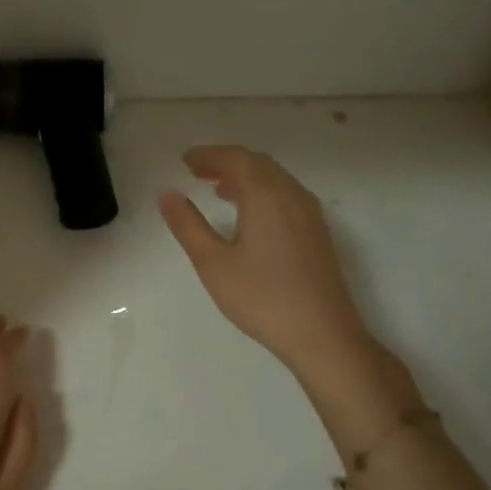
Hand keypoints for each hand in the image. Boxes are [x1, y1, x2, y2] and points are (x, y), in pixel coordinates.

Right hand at [158, 145, 374, 374]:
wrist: (322, 333)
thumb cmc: (261, 297)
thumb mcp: (213, 262)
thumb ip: (188, 225)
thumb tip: (168, 194)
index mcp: (265, 195)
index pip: (235, 159)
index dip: (208, 155)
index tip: (185, 160)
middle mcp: (291, 194)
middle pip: (257, 163)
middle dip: (226, 162)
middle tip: (197, 172)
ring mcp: (309, 213)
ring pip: (275, 178)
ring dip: (246, 176)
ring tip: (218, 190)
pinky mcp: (317, 232)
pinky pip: (286, 194)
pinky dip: (263, 191)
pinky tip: (250, 215)